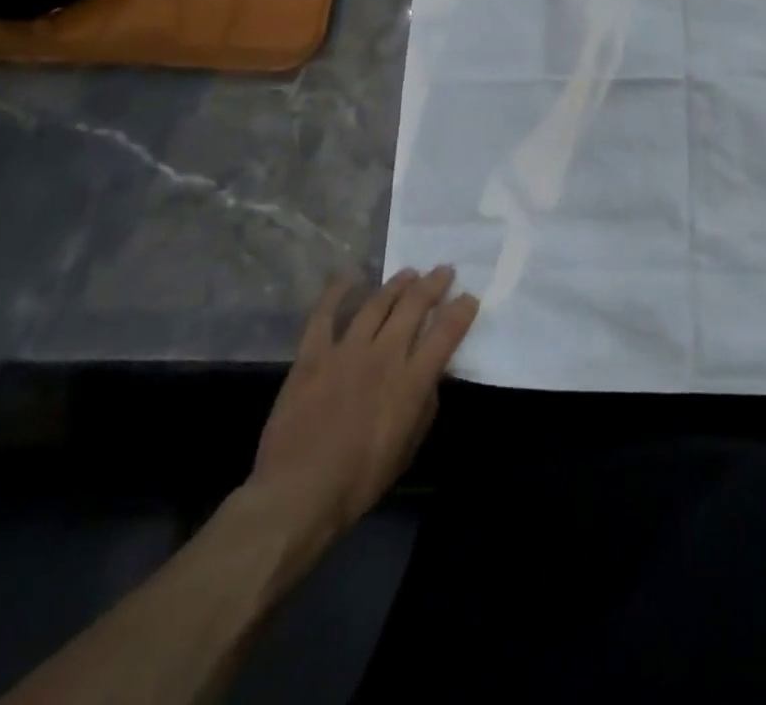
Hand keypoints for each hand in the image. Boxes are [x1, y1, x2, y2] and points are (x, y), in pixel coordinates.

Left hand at [245, 266, 478, 555]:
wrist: (296, 494)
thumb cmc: (359, 481)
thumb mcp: (407, 448)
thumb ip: (424, 405)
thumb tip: (432, 375)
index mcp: (411, 381)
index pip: (446, 333)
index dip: (461, 310)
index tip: (469, 297)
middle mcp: (383, 356)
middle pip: (414, 306)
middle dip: (433, 284)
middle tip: (443, 270)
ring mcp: (346, 351)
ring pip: (376, 303)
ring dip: (396, 284)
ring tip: (409, 273)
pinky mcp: (312, 355)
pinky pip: (324, 314)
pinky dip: (336, 292)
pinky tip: (348, 277)